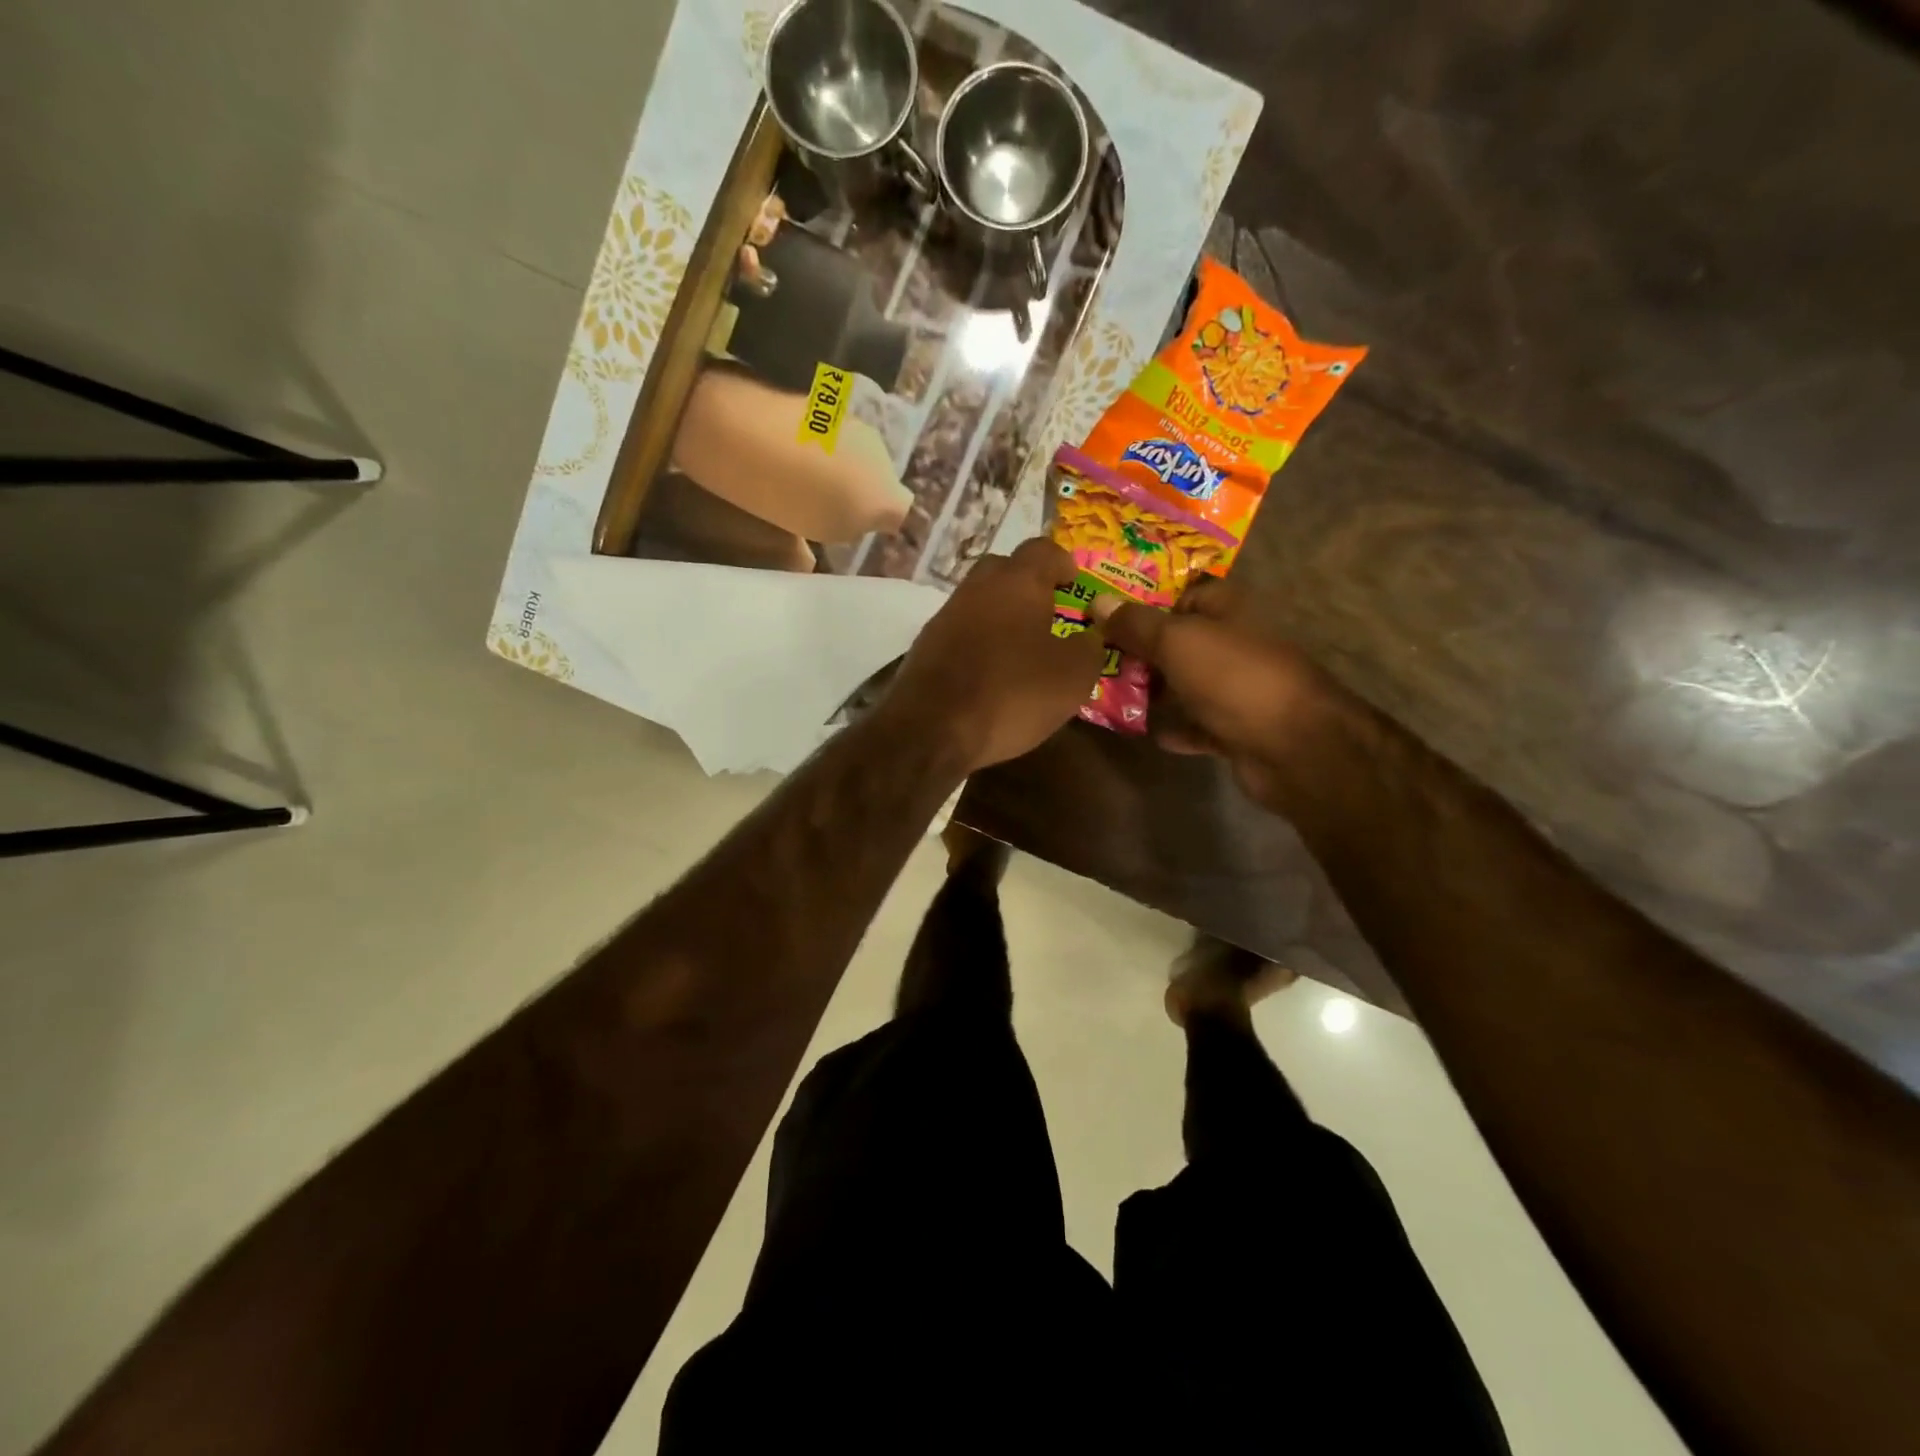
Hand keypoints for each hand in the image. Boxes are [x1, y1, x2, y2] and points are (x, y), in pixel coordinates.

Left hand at [886, 539, 1105, 772]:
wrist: (931, 730)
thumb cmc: (1012, 694)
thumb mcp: (1072, 677)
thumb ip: (1089, 648)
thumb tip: (1089, 636)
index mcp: (1016, 582)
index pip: (1043, 550)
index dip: (1063, 563)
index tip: (1075, 583)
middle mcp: (976, 588)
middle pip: (1005, 571)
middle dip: (1028, 586)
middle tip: (1049, 614)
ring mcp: (944, 617)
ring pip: (979, 603)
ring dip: (1001, 617)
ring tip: (1022, 648)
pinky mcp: (924, 648)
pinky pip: (961, 632)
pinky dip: (979, 643)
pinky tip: (990, 672)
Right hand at [1094, 578, 1335, 808]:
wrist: (1293, 746)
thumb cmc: (1234, 678)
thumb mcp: (1177, 640)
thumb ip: (1135, 623)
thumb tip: (1097, 602)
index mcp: (1228, 610)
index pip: (1186, 594)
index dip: (1150, 601)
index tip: (1110, 617)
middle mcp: (1236, 644)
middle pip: (1183, 640)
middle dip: (1144, 649)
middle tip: (1100, 658)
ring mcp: (1239, 688)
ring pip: (1188, 683)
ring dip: (1158, 690)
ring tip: (1113, 694)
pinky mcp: (1238, 728)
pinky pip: (1199, 725)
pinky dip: (1178, 728)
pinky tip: (1150, 733)